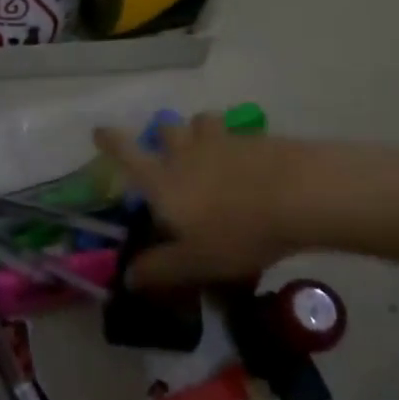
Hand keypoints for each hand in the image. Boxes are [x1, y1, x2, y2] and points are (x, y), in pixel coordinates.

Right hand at [94, 116, 301, 287]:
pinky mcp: (255, 138)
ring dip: (198, 131)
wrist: (299, 195)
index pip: (127, 153)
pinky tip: (246, 160)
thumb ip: (161, 269)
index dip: (110, 141)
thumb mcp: (196, 261)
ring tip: (207, 148)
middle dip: (162, 136)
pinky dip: (233, 142)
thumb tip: (128, 277)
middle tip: (168, 150)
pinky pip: (235, 132)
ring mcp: (222, 140)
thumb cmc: (237, 231)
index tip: (99, 131)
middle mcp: (186, 152)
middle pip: (166, 129)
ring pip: (201, 122)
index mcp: (163, 179)